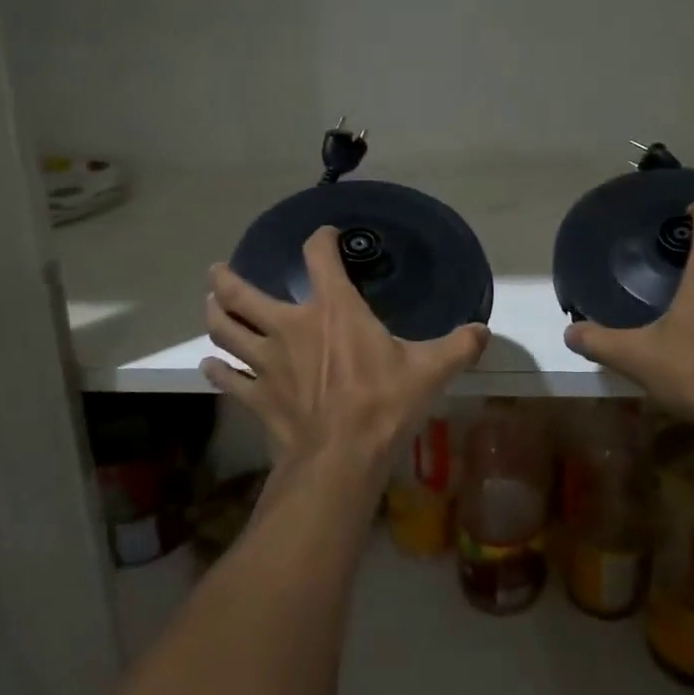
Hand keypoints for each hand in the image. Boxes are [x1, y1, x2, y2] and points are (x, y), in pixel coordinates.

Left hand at [201, 227, 490, 483]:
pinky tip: (211, 366)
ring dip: (215, 316)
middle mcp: (291, 326)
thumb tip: (484, 332)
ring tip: (209, 305)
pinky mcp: (258, 396)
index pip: (318, 256)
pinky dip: (217, 371)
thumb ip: (460, 346)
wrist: (342, 458)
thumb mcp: (431, 370)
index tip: (325, 236)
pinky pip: (229, 379)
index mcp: (333, 310)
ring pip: (227, 331)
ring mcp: (267, 362)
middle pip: (244, 294)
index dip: (320, 239)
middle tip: (217, 271)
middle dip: (227, 280)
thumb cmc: (384, 404)